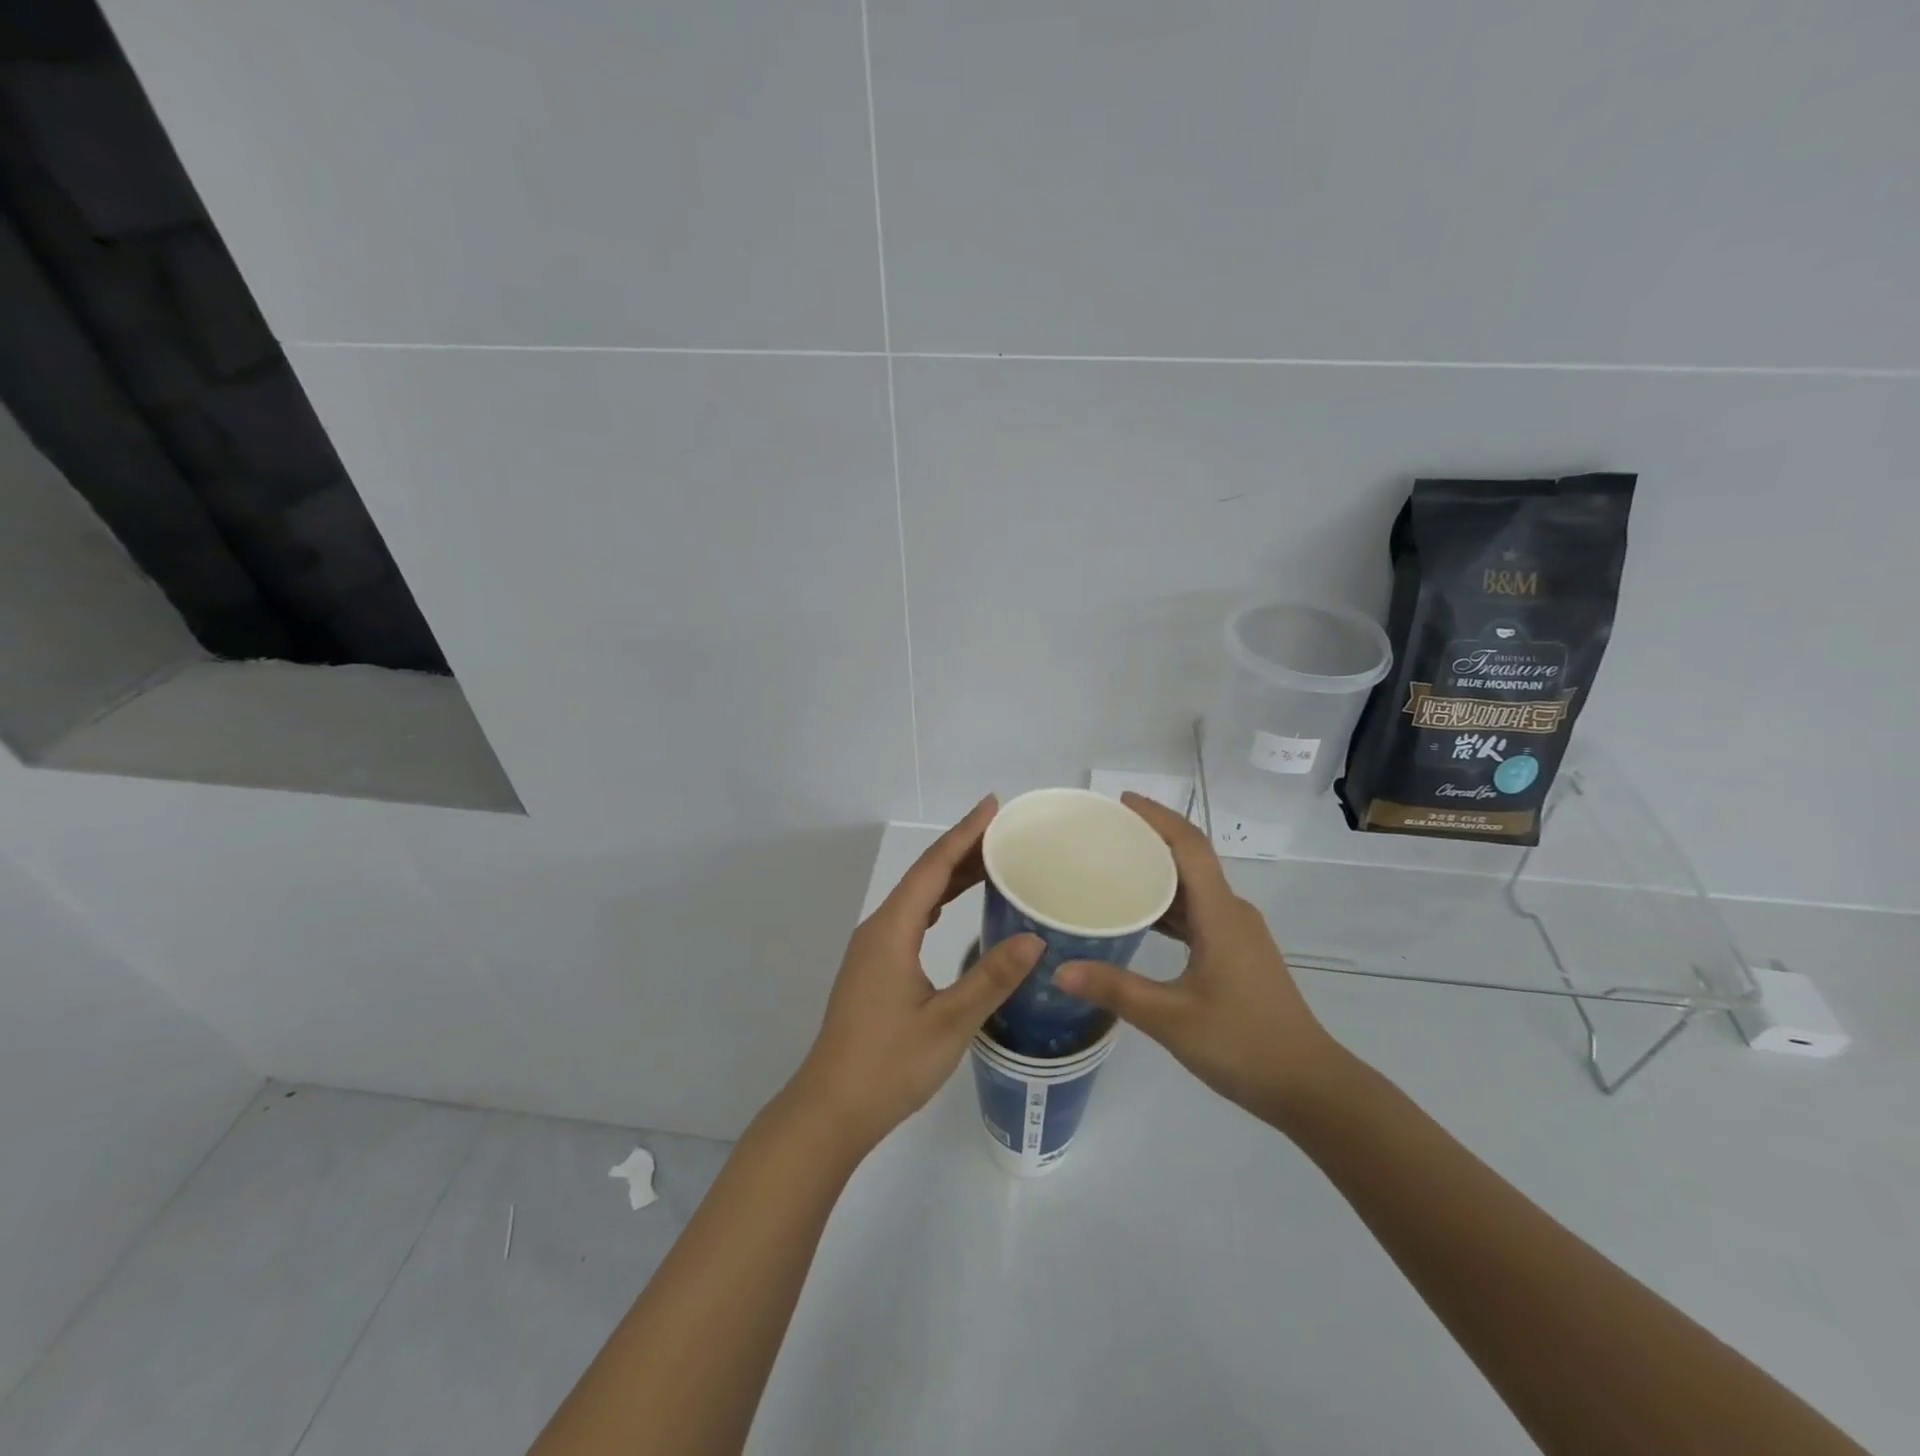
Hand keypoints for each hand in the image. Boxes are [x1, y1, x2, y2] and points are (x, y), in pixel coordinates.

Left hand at [790, 796, 1042, 1154]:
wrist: (831, 1108)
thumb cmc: (889, 1064)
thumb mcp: (949, 1022)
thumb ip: (991, 978)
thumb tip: (1034, 938)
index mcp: (892, 930)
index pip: (933, 867)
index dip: (964, 834)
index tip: (992, 805)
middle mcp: (878, 929)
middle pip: (924, 876)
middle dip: (962, 849)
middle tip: (1004, 831)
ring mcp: (872, 949)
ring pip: (916, 897)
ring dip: (950, 876)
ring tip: (989, 861)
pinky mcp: (873, 968)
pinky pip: (910, 918)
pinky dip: (937, 902)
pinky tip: (952, 908)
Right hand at [1054, 793, 1343, 1124]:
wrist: (1309, 1086)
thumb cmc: (1243, 1043)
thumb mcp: (1171, 1019)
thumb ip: (1115, 990)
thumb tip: (1059, 970)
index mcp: (1221, 915)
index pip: (1189, 847)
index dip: (1157, 818)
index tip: (1121, 802)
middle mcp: (1232, 913)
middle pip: (1191, 860)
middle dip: (1150, 840)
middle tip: (1104, 834)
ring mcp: (1238, 934)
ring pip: (1195, 888)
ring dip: (1158, 874)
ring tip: (1113, 868)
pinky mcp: (1238, 954)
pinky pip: (1199, 912)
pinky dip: (1168, 905)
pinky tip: (1139, 918)